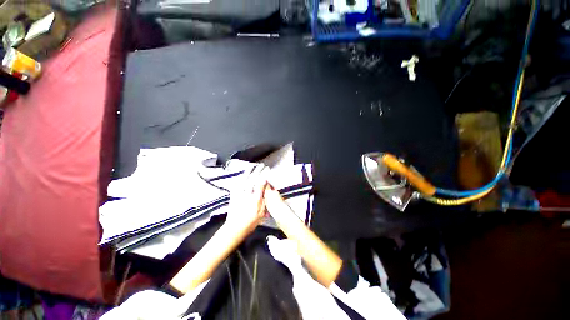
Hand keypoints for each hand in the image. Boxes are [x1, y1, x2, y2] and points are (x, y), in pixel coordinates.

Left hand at [226, 165, 268, 231]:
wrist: (234, 228)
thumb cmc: (250, 222)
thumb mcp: (261, 213)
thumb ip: (264, 200)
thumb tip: (266, 190)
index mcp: (255, 199)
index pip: (260, 183)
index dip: (264, 175)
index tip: (267, 169)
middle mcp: (247, 194)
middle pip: (253, 179)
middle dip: (258, 170)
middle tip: (262, 165)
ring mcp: (239, 194)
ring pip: (244, 179)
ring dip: (249, 171)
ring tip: (253, 165)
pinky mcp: (233, 195)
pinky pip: (237, 183)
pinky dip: (240, 177)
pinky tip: (242, 174)